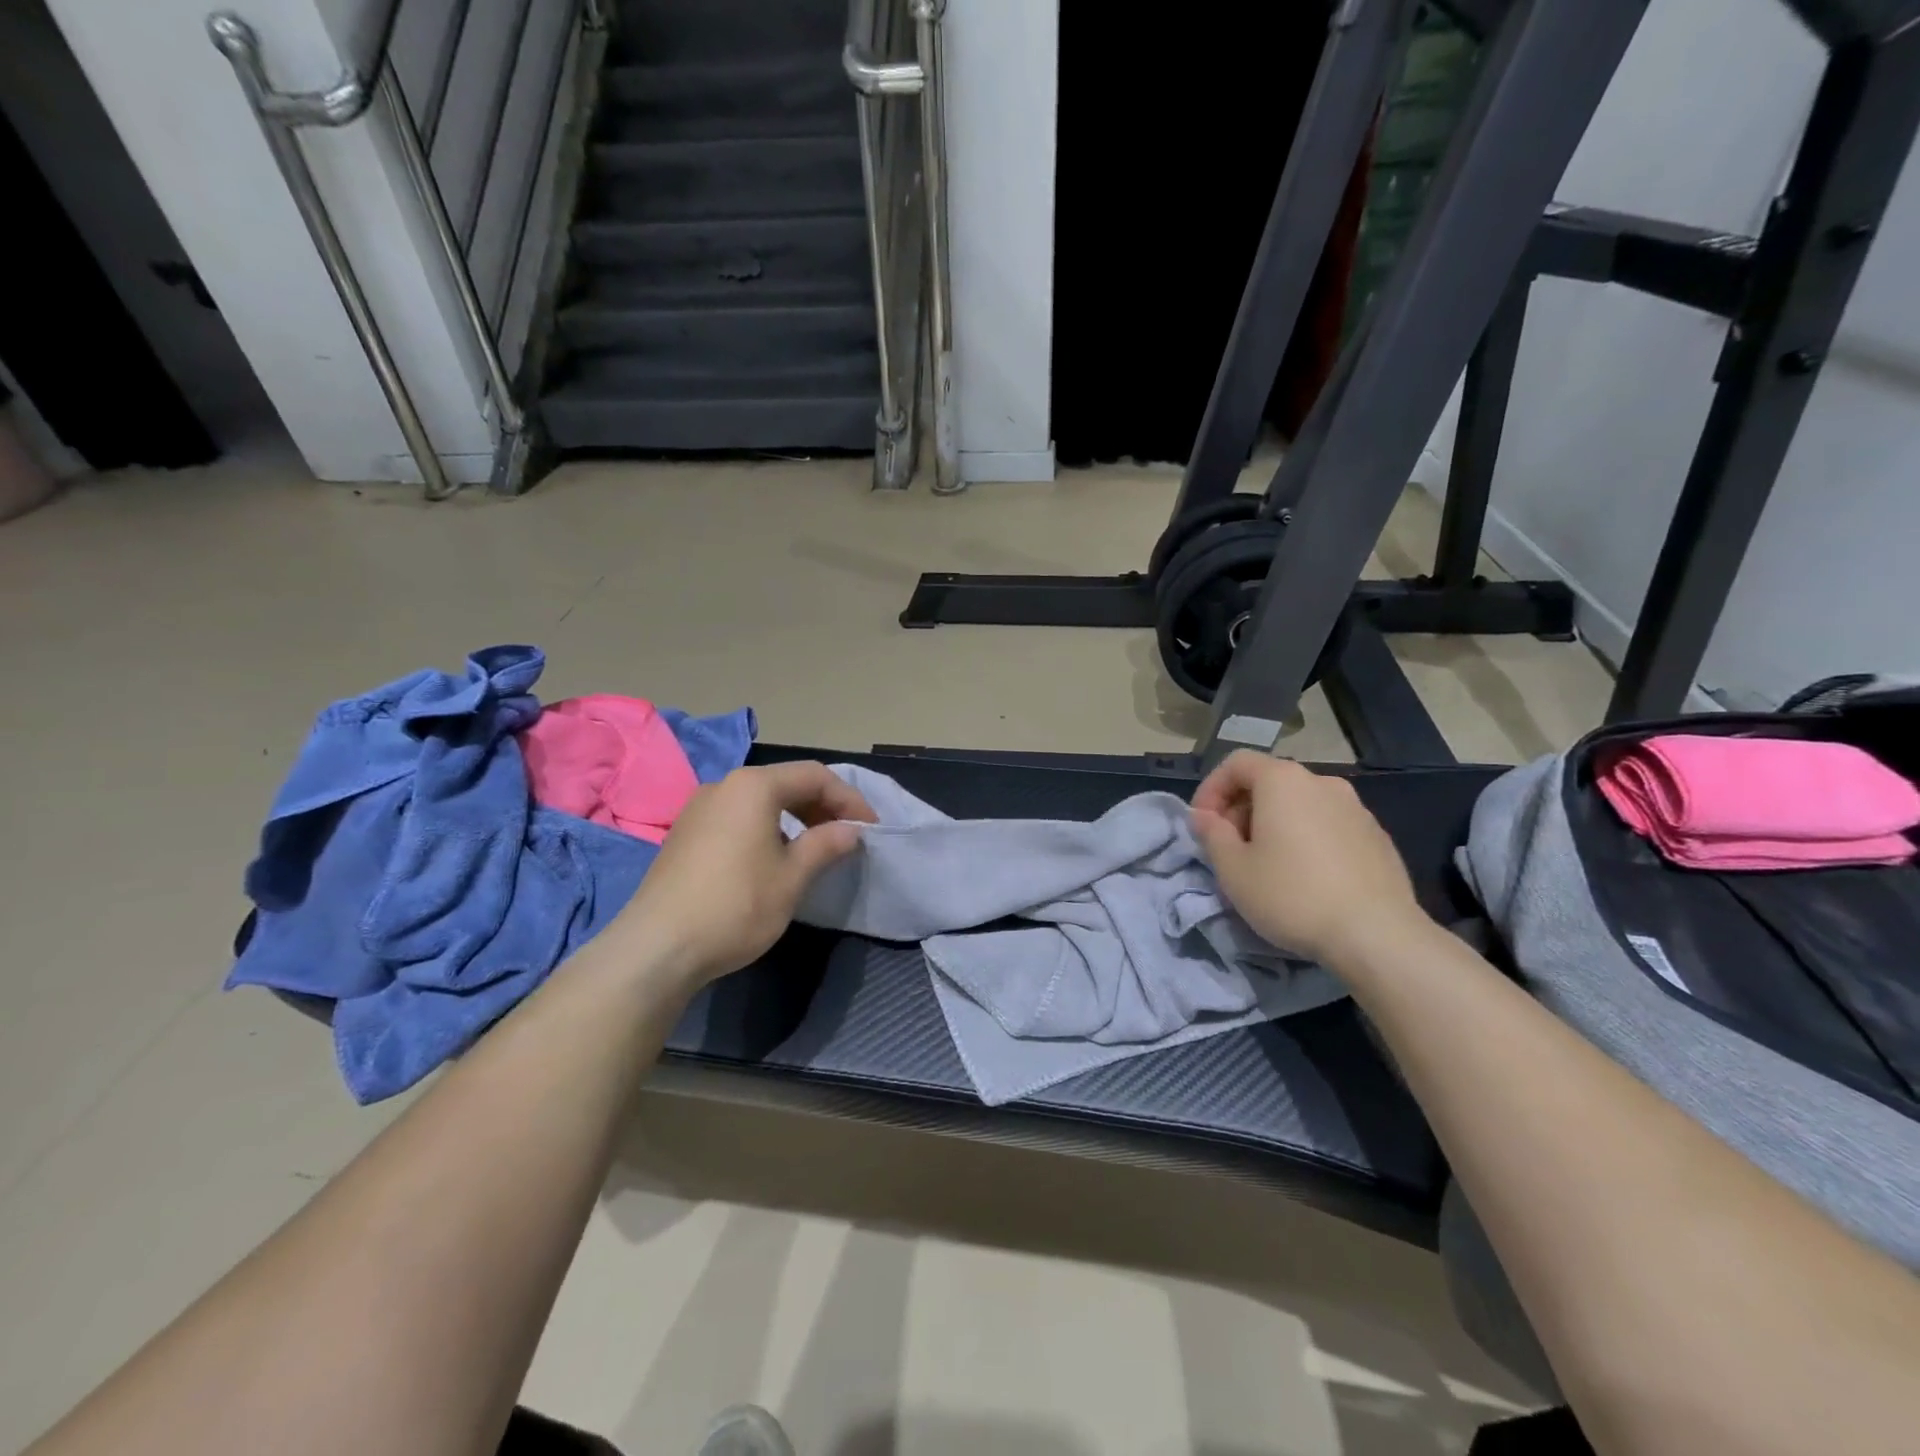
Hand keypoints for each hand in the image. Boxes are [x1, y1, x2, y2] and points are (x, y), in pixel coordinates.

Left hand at [607, 761, 875, 986]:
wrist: (657, 948)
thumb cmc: (735, 906)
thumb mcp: (792, 877)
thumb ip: (826, 845)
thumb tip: (851, 831)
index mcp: (753, 786)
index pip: (815, 776)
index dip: (849, 800)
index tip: (870, 829)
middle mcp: (724, 786)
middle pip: (786, 782)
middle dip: (823, 805)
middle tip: (847, 836)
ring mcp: (699, 808)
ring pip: (760, 800)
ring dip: (795, 817)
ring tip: (816, 847)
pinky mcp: (685, 833)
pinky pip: (738, 816)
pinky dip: (767, 827)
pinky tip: (775, 858)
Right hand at [1191, 751, 1426, 964]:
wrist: (1377, 935)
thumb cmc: (1292, 895)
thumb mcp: (1233, 869)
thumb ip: (1211, 834)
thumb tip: (1203, 816)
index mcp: (1283, 781)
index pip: (1236, 763)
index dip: (1211, 789)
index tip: (1202, 825)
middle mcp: (1322, 782)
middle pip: (1269, 781)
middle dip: (1241, 809)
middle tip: (1230, 849)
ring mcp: (1356, 808)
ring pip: (1300, 804)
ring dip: (1274, 825)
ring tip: (1267, 865)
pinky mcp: (1377, 836)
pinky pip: (1328, 825)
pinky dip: (1307, 838)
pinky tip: (1306, 877)